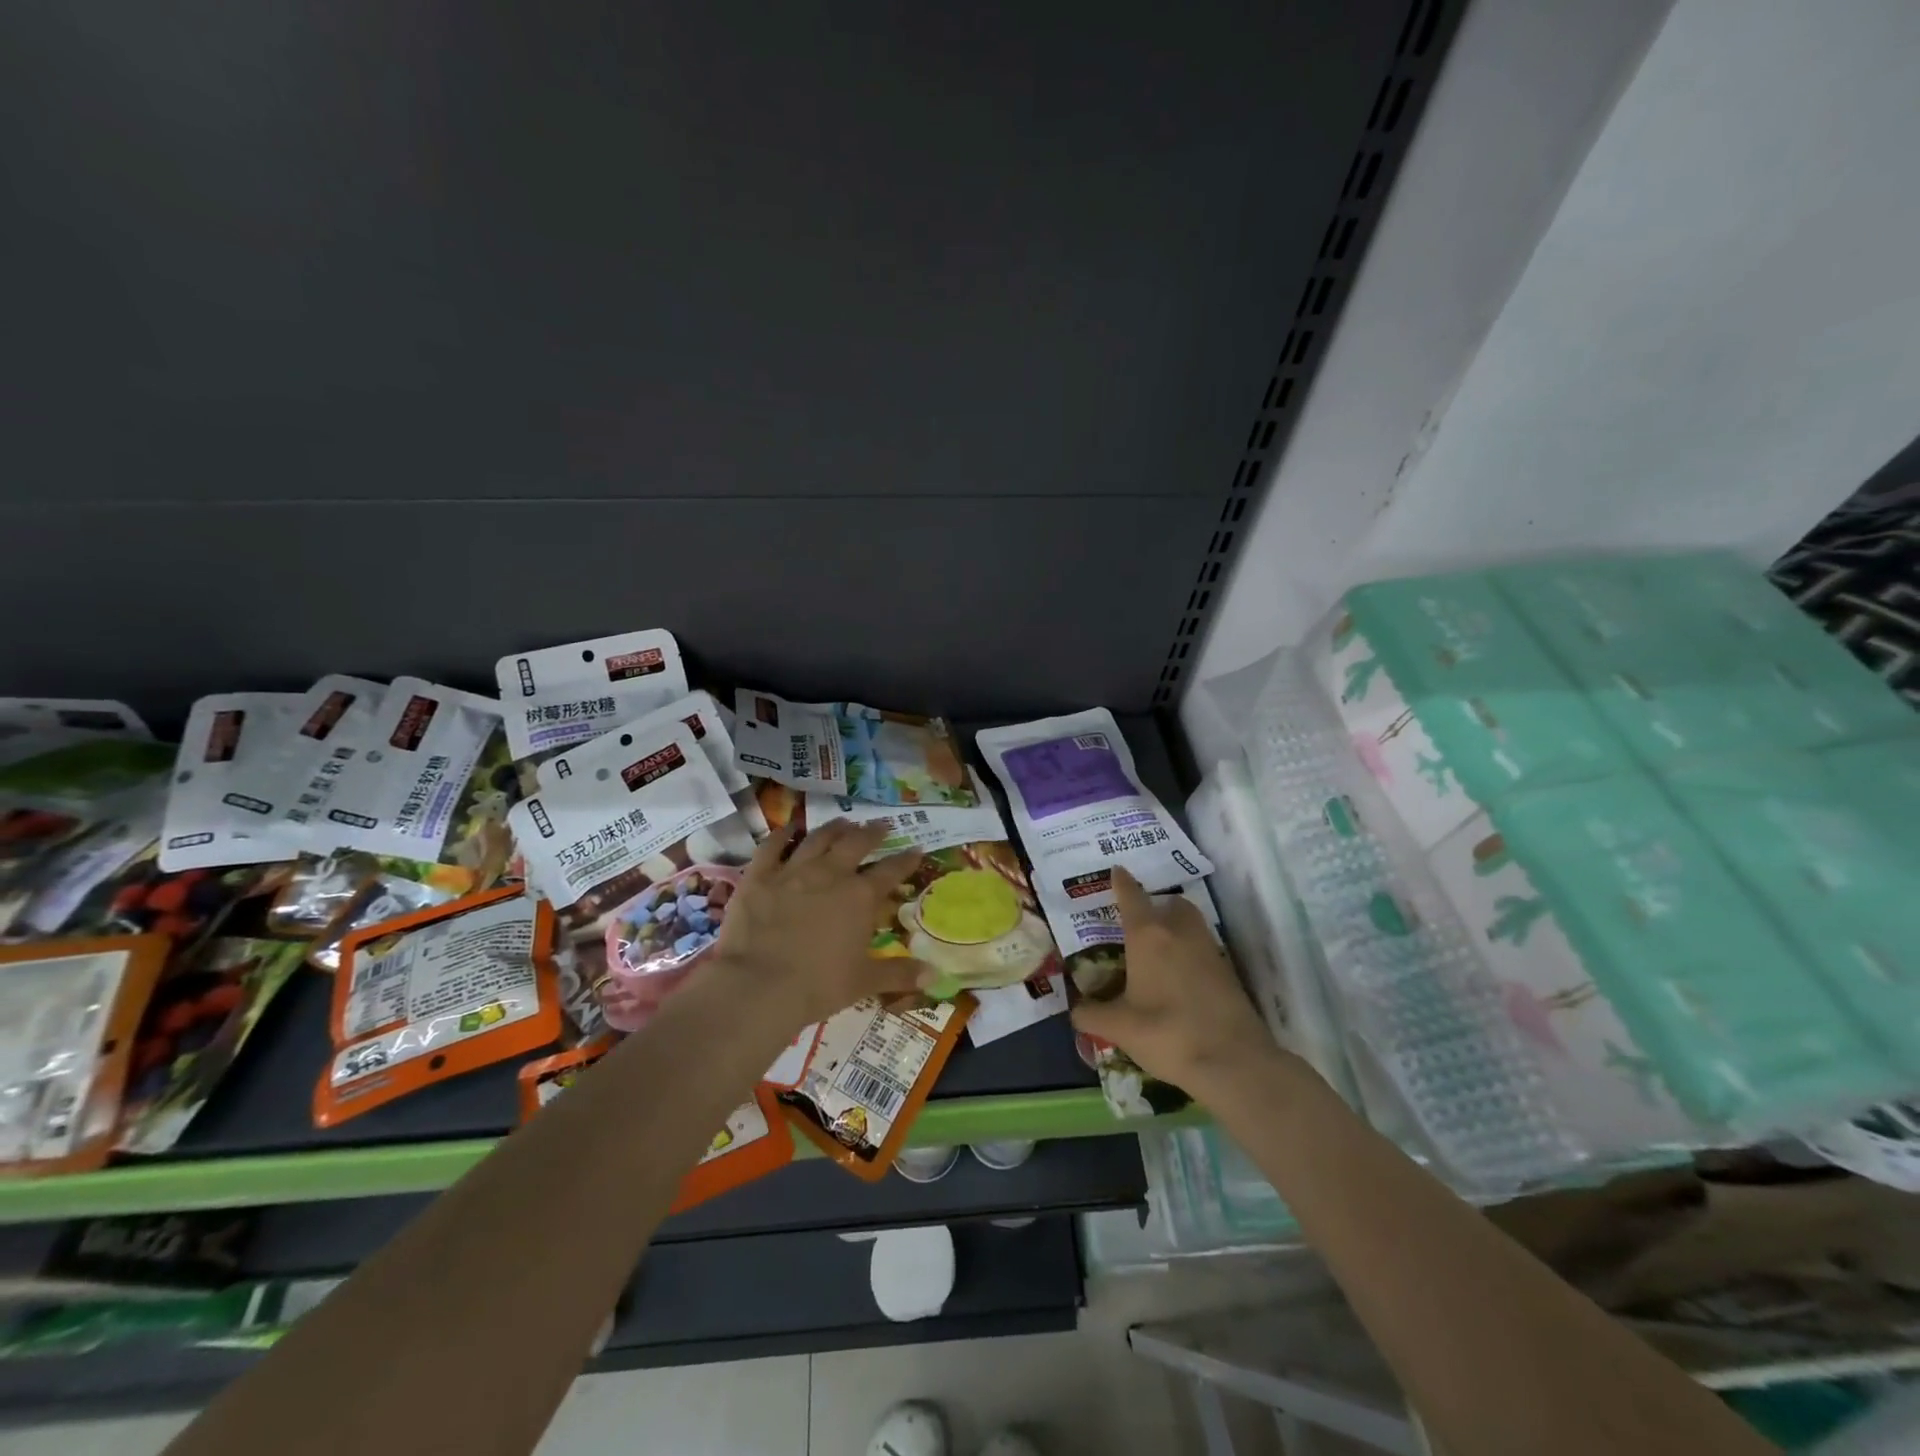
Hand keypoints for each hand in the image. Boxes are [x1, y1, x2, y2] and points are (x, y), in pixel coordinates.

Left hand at [708, 818, 926, 1027]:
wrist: (758, 986)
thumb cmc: (818, 985)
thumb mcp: (864, 982)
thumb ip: (899, 973)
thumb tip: (934, 975)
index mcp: (860, 897)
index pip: (891, 871)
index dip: (906, 859)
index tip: (917, 849)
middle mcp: (830, 874)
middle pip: (856, 844)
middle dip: (872, 833)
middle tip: (881, 825)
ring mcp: (793, 871)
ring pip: (818, 838)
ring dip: (834, 828)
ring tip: (843, 822)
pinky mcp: (759, 876)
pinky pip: (771, 846)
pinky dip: (782, 835)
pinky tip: (789, 828)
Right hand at [1069, 867, 1277, 1092]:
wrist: (1233, 1061)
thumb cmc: (1166, 1033)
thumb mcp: (1119, 1027)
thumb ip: (1092, 1015)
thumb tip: (1076, 1011)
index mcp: (1147, 935)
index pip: (1131, 895)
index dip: (1121, 882)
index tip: (1116, 871)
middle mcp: (1179, 931)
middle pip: (1169, 903)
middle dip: (1156, 905)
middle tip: (1139, 922)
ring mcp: (1208, 949)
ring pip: (1191, 922)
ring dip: (1176, 925)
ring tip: (1159, 948)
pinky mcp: (1228, 970)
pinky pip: (1203, 947)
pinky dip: (1190, 951)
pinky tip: (1179, 976)